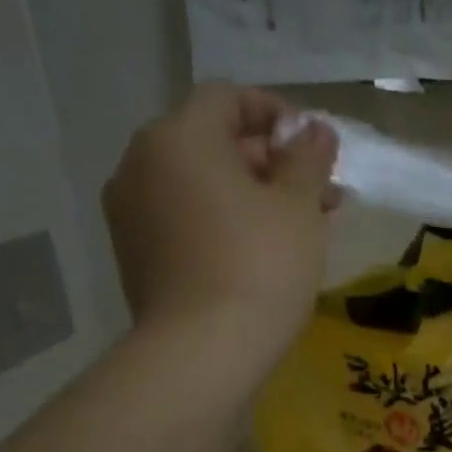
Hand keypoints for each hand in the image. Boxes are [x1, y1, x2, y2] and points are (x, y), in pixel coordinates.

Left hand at [103, 83, 337, 385]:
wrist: (202, 353)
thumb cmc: (260, 266)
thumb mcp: (299, 207)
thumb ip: (308, 158)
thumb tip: (315, 129)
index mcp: (178, 138)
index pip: (227, 98)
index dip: (275, 114)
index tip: (313, 147)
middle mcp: (141, 164)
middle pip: (213, 143)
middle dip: (272, 163)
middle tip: (321, 195)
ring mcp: (130, 213)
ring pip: (200, 185)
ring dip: (252, 195)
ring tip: (301, 227)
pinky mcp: (135, 256)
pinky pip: (184, 218)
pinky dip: (222, 221)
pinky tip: (261, 252)